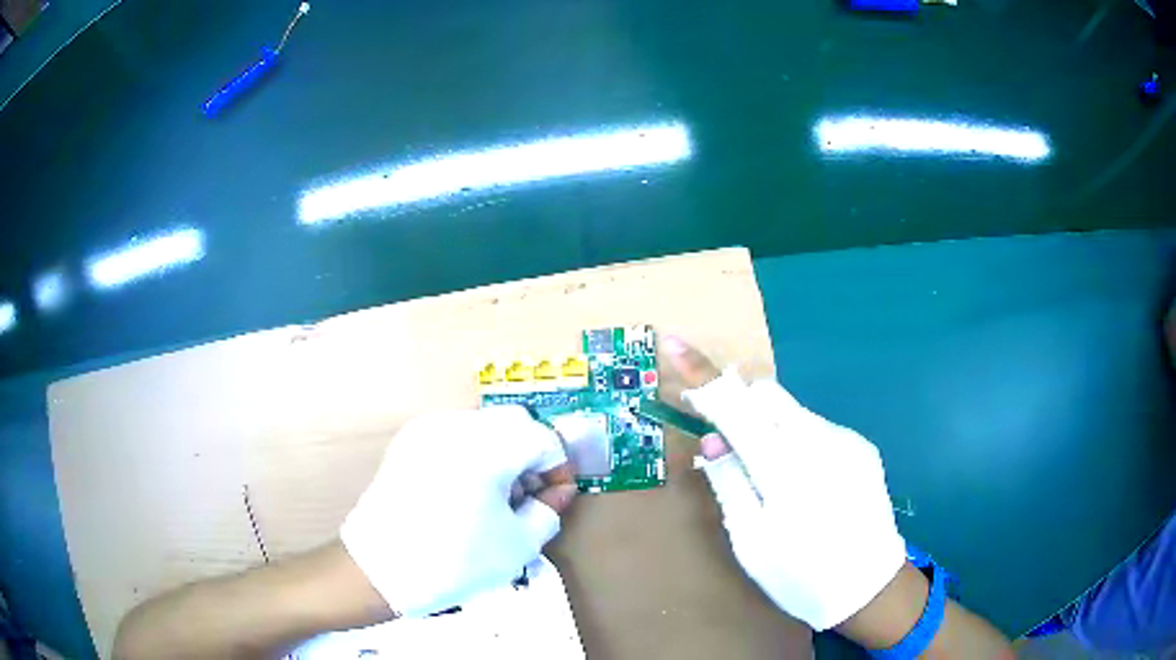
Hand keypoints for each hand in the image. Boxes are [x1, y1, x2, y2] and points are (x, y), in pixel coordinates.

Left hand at [341, 406, 576, 616]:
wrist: (380, 568)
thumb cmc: (456, 561)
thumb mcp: (518, 544)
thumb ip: (548, 510)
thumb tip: (555, 492)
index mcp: (488, 446)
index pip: (543, 439)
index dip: (558, 468)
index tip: (556, 498)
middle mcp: (457, 425)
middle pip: (514, 424)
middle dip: (531, 456)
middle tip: (527, 497)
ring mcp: (427, 429)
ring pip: (484, 426)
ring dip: (502, 453)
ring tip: (495, 498)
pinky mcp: (408, 441)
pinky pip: (454, 435)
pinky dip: (473, 454)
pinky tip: (465, 493)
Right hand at [664, 337, 905, 631]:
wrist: (870, 587)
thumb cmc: (800, 576)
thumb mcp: (750, 541)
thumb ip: (730, 483)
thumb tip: (713, 441)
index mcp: (785, 469)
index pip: (734, 405)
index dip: (702, 375)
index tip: (675, 346)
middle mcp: (819, 441)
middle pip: (766, 394)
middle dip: (738, 403)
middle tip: (727, 442)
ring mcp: (846, 440)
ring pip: (792, 410)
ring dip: (768, 425)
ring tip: (770, 474)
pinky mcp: (862, 447)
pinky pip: (816, 428)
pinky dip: (796, 439)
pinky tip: (805, 482)